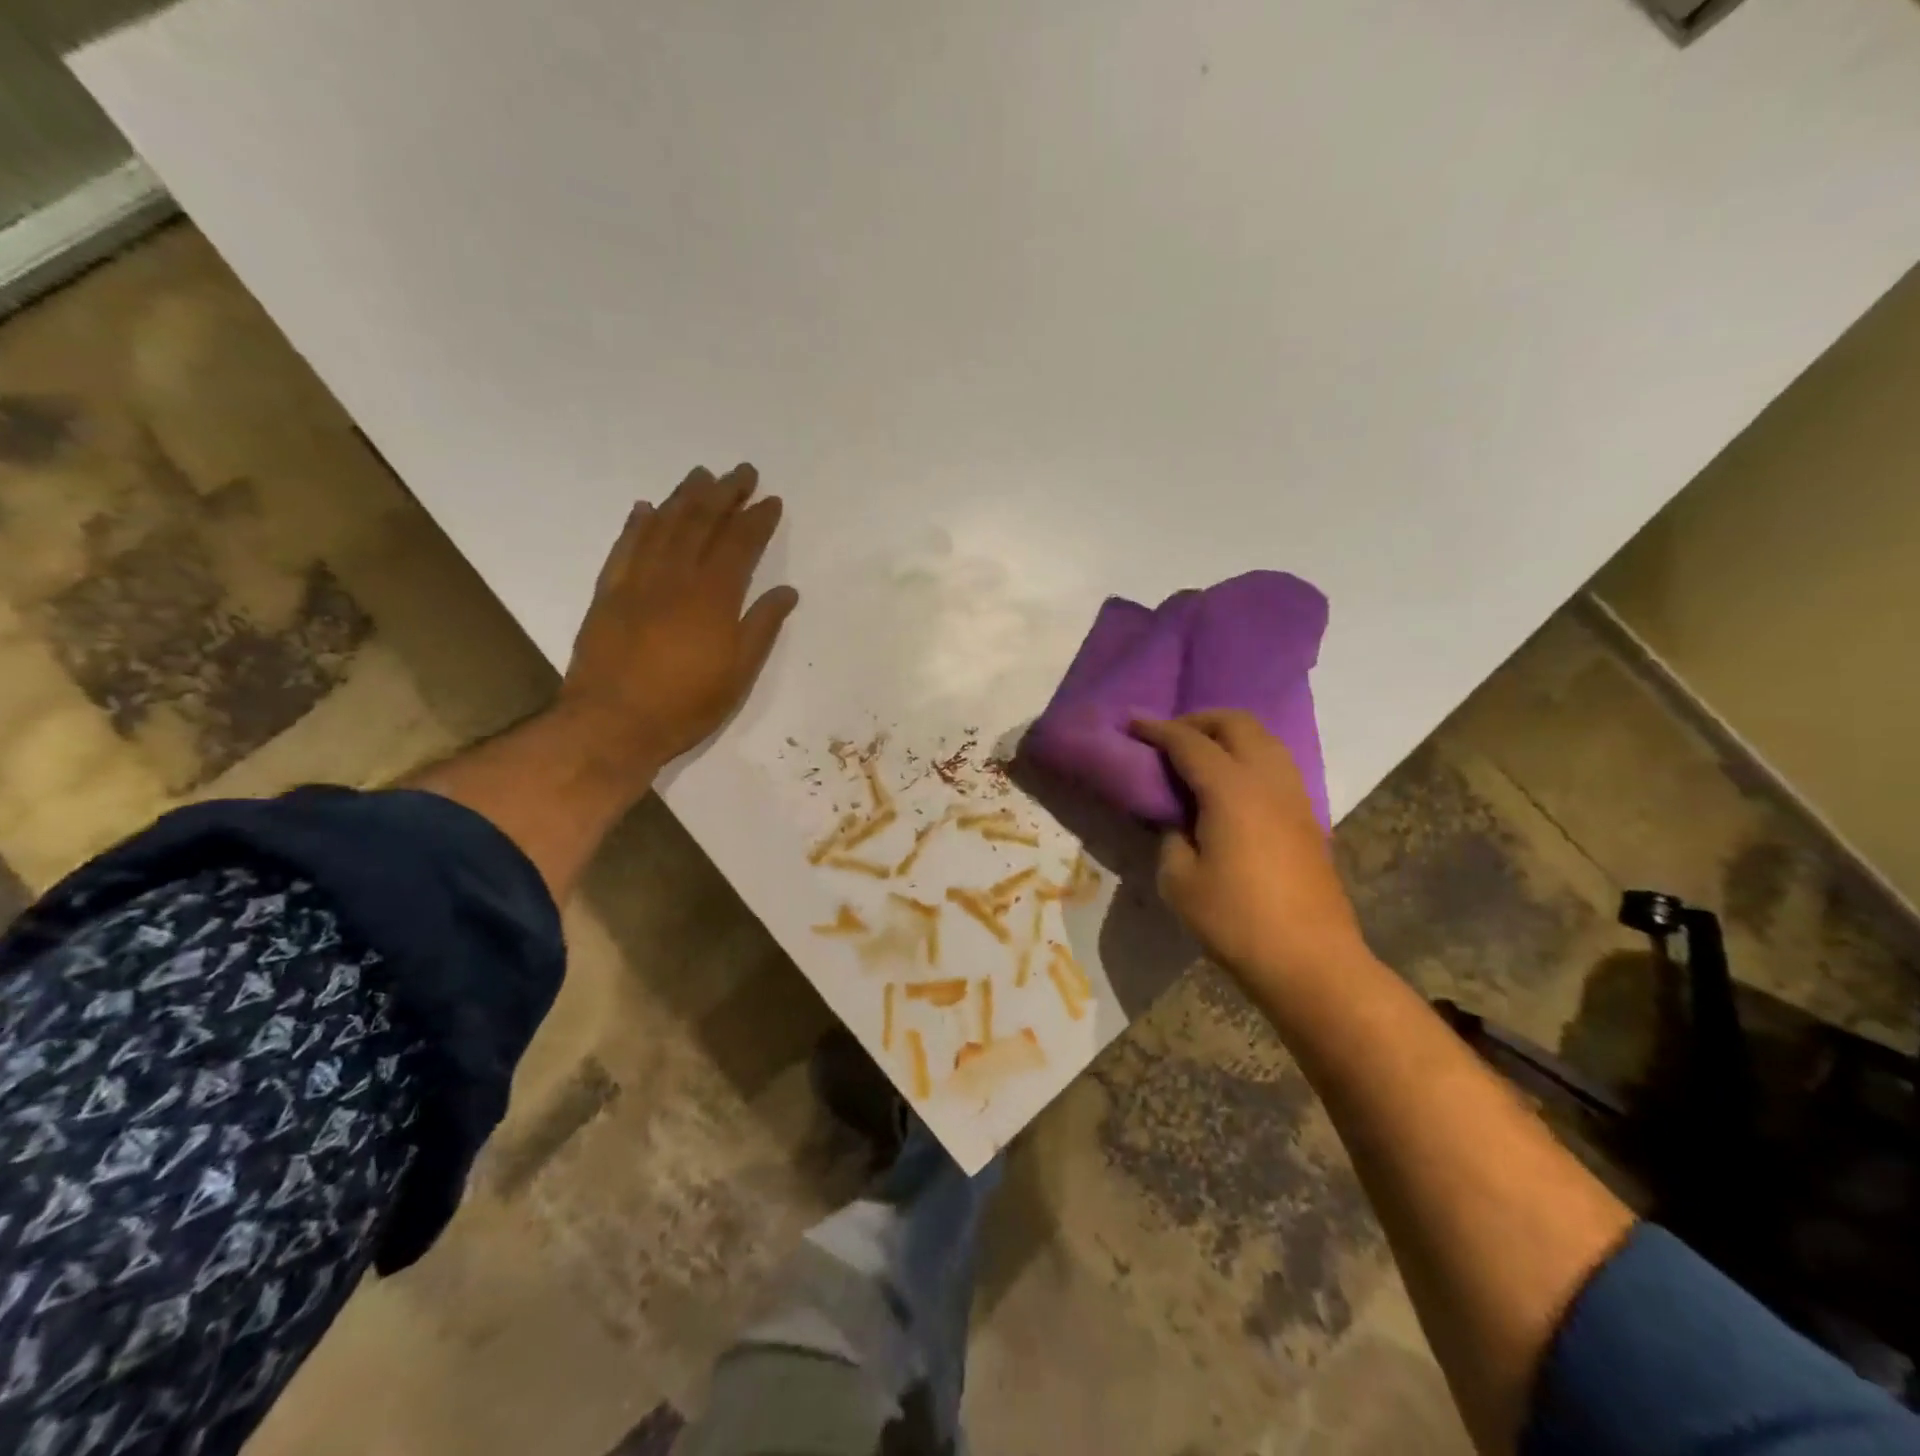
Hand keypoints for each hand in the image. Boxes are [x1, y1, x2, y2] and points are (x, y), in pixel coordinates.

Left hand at [559, 463, 798, 784]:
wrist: (613, 723)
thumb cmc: (686, 704)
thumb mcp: (739, 673)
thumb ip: (761, 627)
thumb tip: (786, 592)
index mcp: (713, 597)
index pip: (739, 544)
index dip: (757, 519)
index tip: (771, 500)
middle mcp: (675, 577)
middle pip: (701, 523)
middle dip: (724, 494)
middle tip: (741, 471)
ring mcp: (637, 582)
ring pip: (663, 526)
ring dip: (684, 497)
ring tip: (701, 475)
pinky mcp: (608, 593)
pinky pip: (624, 547)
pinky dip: (637, 524)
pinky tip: (646, 507)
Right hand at [1132, 712, 1365, 985]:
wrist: (1310, 961)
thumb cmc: (1236, 921)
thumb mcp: (1179, 881)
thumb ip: (1171, 836)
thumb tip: (1179, 820)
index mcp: (1232, 790)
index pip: (1189, 742)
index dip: (1157, 729)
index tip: (1132, 723)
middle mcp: (1268, 780)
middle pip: (1236, 724)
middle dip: (1198, 720)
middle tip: (1168, 736)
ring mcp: (1295, 796)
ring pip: (1264, 740)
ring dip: (1228, 735)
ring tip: (1199, 755)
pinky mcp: (1308, 817)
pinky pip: (1276, 765)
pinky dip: (1248, 756)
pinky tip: (1230, 785)